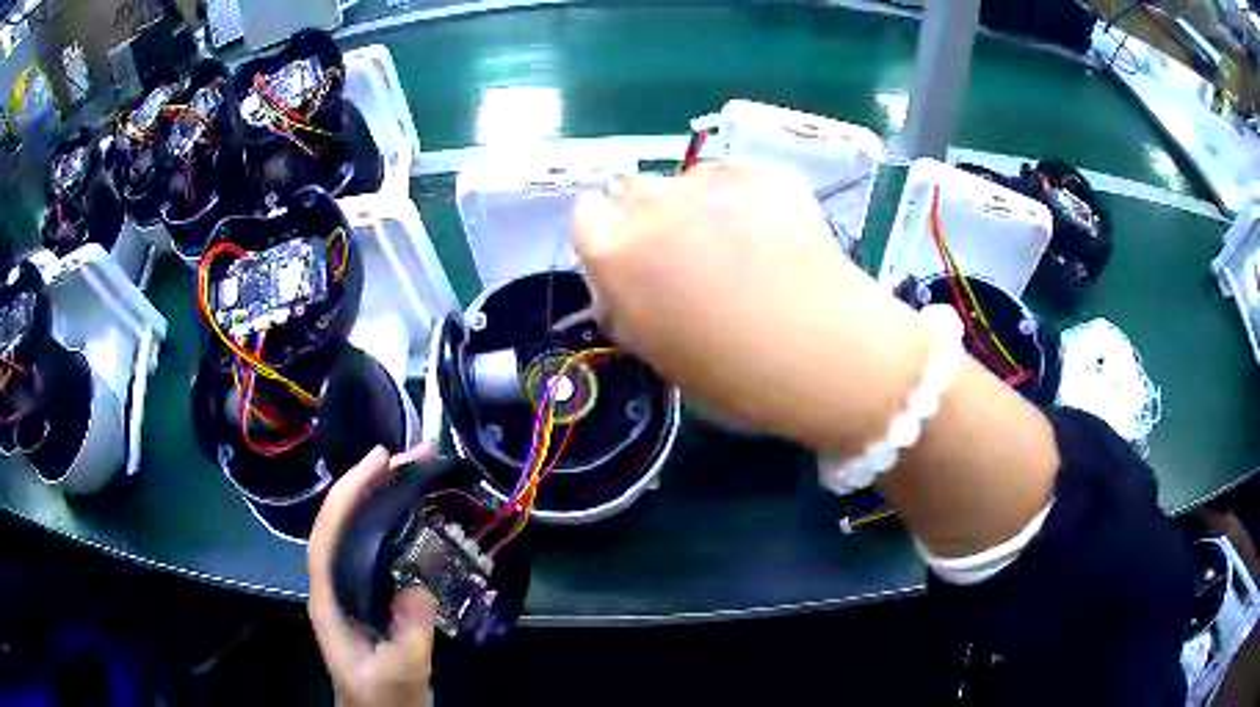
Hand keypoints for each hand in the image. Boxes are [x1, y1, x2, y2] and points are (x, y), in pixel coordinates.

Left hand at [308, 445, 438, 706]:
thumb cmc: (384, 701)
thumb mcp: (399, 674)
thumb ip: (407, 635)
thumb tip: (417, 585)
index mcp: (329, 599)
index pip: (328, 534)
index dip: (348, 493)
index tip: (380, 460)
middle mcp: (334, 585)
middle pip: (343, 523)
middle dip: (370, 484)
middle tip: (413, 456)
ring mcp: (352, 591)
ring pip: (359, 533)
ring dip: (383, 499)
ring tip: (417, 473)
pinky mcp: (371, 598)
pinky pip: (378, 550)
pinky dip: (394, 524)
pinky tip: (417, 518)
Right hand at [571, 160, 1058, 557]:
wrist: (830, 356)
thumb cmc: (737, 376)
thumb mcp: (657, 352)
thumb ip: (624, 302)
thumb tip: (619, 278)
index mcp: (617, 253)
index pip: (586, 218)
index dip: (609, 244)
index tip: (636, 268)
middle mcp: (654, 202)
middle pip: (633, 192)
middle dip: (649, 220)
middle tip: (689, 260)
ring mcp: (711, 180)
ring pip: (685, 182)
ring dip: (696, 208)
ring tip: (740, 248)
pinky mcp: (762, 171)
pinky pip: (731, 177)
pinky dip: (740, 199)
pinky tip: (770, 235)